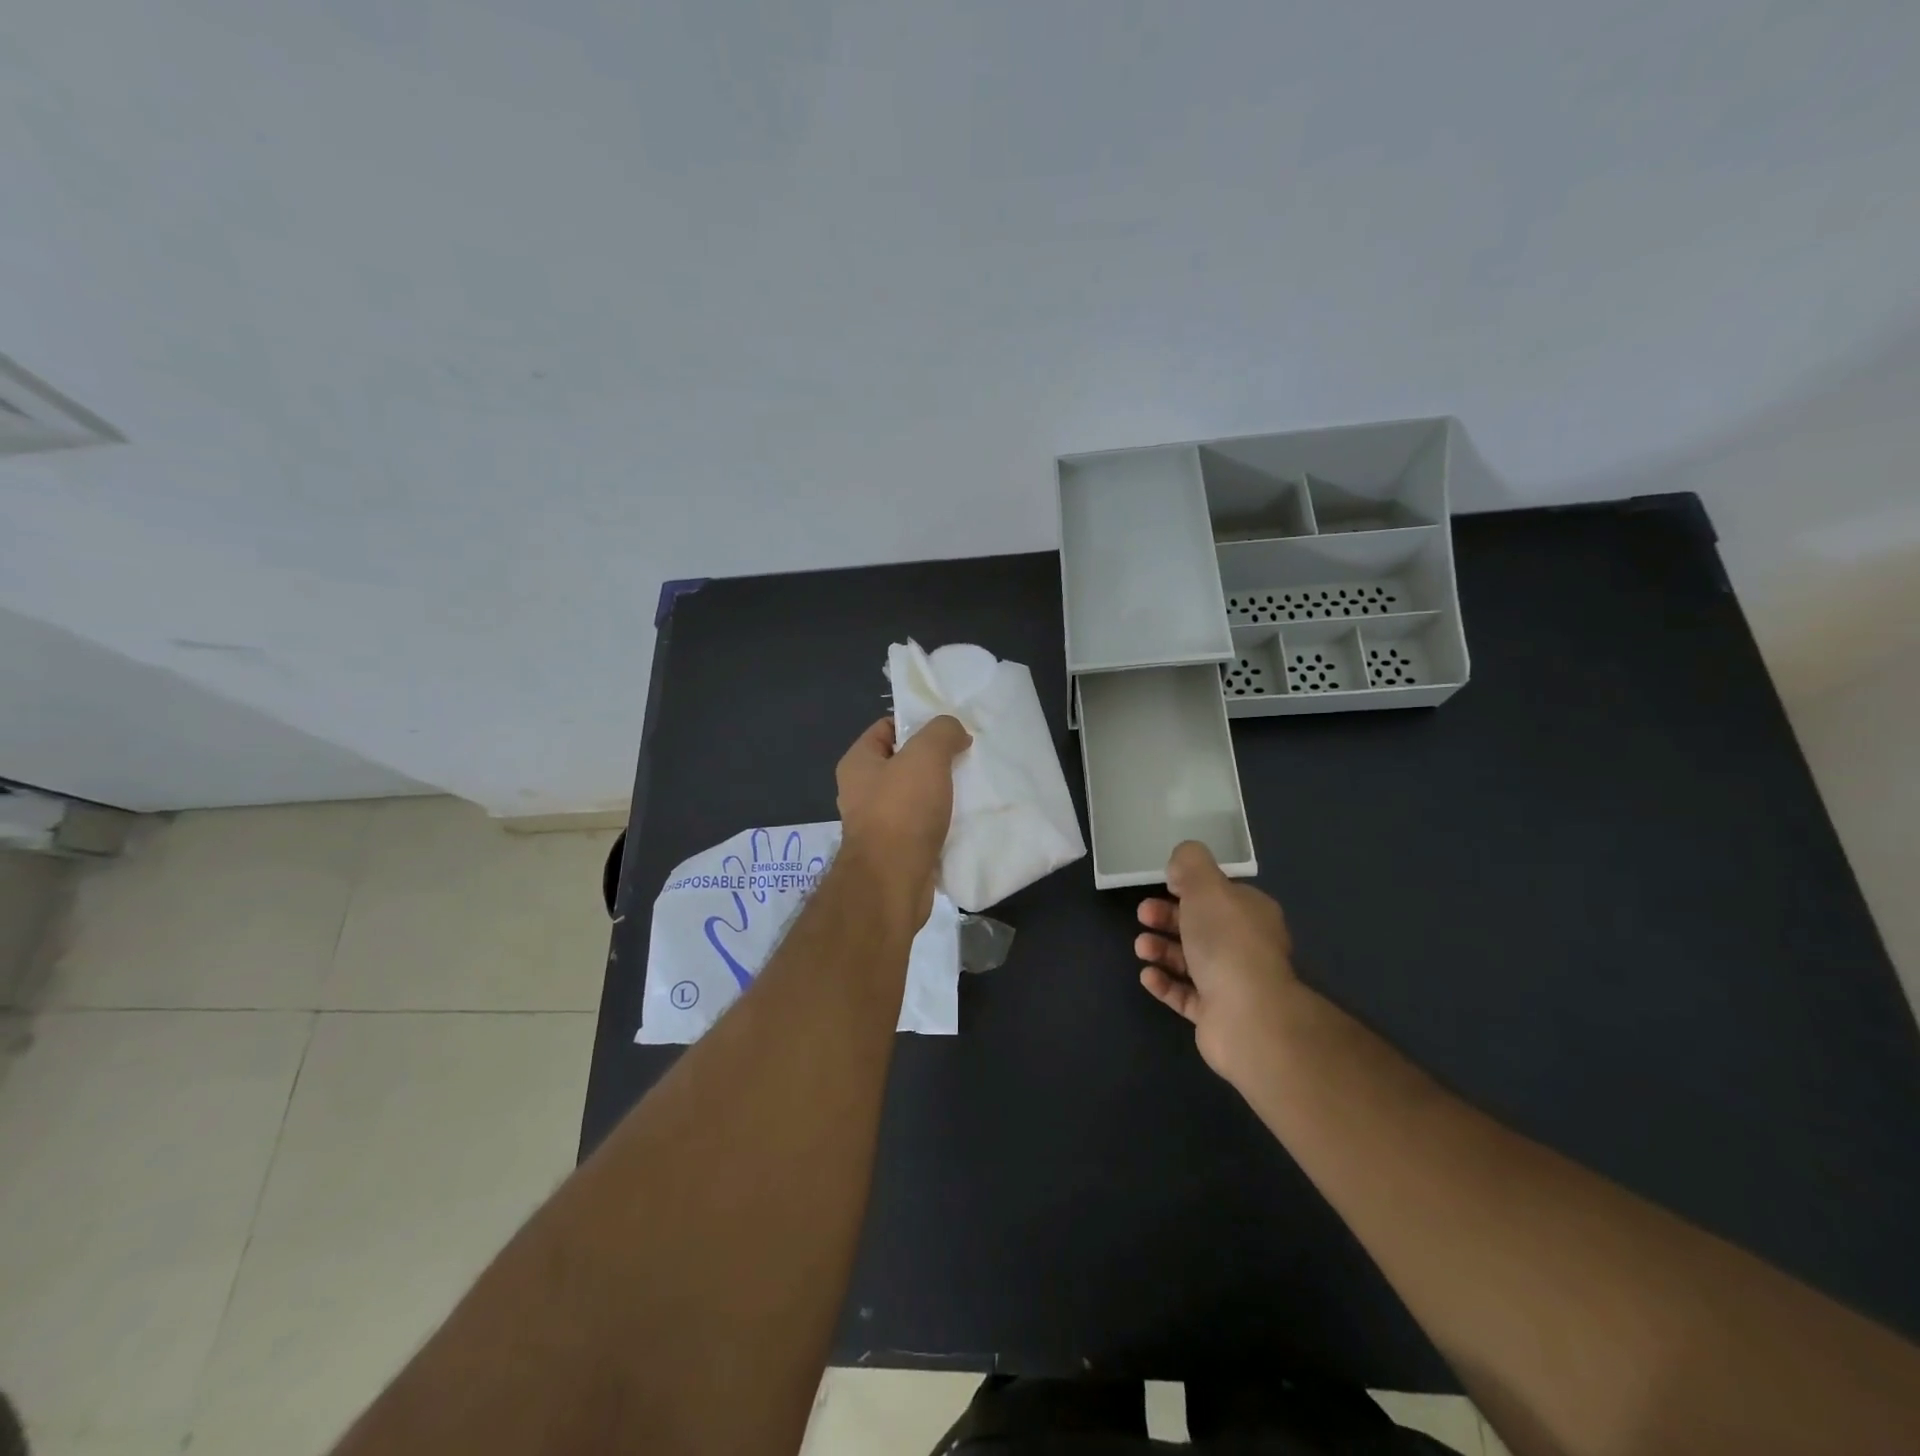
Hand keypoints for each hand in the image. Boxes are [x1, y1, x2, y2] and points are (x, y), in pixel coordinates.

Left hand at [835, 715, 971, 929]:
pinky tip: (964, 819)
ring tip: (970, 788)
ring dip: (941, 793)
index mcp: (858, 763)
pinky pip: (922, 826)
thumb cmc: (902, 811)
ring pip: (915, 796)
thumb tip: (954, 733)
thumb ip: (941, 732)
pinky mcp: (896, 851)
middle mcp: (862, 792)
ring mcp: (877, 824)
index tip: (949, 731)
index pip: (886, 728)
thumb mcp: (925, 756)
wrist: (892, 882)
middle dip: (934, 760)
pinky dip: (941, 822)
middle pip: (903, 763)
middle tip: (965, 758)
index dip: (916, 723)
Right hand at [1135, 840, 1302, 1082]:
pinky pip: (1185, 994)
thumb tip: (1180, 865)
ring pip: (1191, 960)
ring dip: (1161, 949)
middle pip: (1201, 926)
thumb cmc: (1227, 942)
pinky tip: (1147, 975)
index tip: (1162, 884)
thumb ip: (1190, 864)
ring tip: (1141, 947)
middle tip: (1142, 914)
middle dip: (1167, 917)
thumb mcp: (1206, 886)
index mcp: (1251, 913)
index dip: (1190, 887)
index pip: (1220, 894)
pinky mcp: (1216, 1014)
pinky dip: (1164, 983)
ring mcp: (1233, 983)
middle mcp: (1246, 946)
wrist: (1248, 1016)